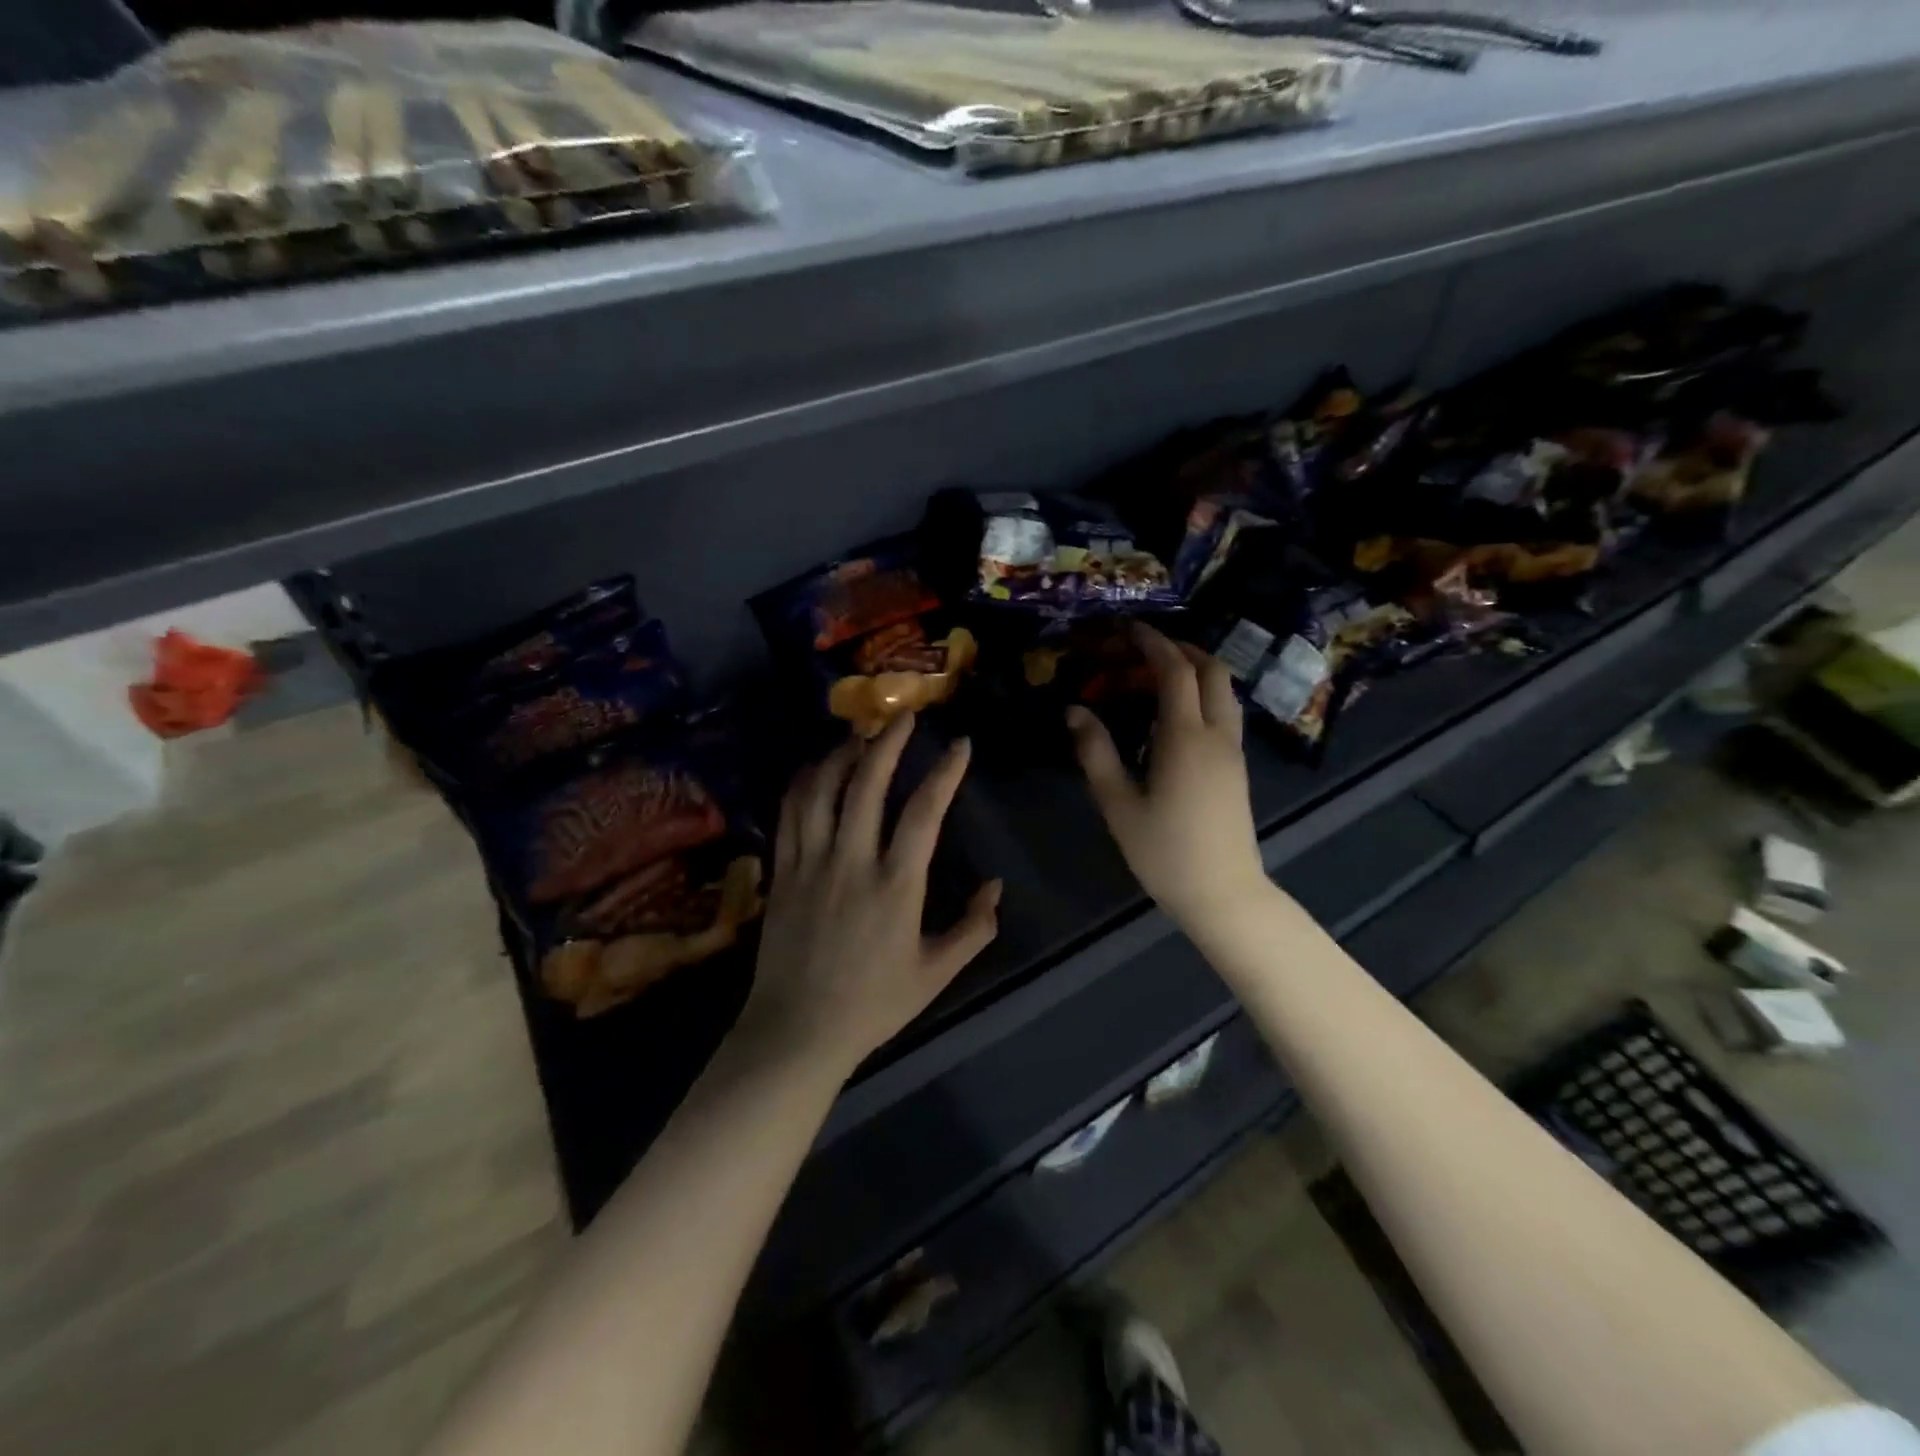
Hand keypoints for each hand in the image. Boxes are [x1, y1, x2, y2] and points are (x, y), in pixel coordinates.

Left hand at [737, 713, 1000, 1078]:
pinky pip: (790, 813)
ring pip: (823, 789)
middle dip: (887, 742)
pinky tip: (815, 768)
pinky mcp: (782, 872)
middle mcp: (852, 862)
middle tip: (903, 716)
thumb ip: (973, 929)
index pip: (924, 813)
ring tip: (860, 734)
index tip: (959, 746)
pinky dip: (804, 782)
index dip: (944, 773)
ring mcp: (810, 863)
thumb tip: (996, 887)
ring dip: (843, 754)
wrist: (797, 1032)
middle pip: (867, 784)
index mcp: (896, 886)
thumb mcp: (936, 974)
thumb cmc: (873, 1005)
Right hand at [1068, 625, 1268, 928]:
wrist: (1223, 893)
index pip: (1175, 671)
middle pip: (1211, 670)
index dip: (1152, 643)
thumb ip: (1096, 752)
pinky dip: (1202, 694)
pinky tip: (1174, 714)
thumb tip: (1074, 710)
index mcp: (1186, 737)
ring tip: (1156, 676)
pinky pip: (1224, 711)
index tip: (1128, 628)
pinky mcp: (1237, 767)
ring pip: (1223, 690)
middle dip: (1180, 648)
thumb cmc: (1164, 851)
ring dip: (1195, 670)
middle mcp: (1216, 734)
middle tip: (1142, 649)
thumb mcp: (1118, 803)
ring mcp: (1233, 750)